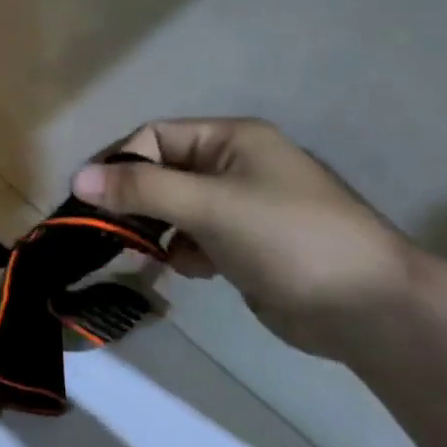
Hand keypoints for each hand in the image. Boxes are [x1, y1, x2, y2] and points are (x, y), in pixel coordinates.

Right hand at [72, 119, 417, 357]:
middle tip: (110, 230)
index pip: (155, 137)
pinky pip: (195, 237)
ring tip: (154, 254)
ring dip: (158, 230)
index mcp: (232, 140)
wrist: (369, 310)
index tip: (89, 198)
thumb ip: (142, 190)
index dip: (119, 163)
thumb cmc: (289, 239)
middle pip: (162, 172)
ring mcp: (241, 207)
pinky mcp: (245, 245)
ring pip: (174, 209)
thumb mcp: (210, 207)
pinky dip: (185, 252)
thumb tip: (77, 178)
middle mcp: (234, 165)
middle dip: (136, 201)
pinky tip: (195, 270)